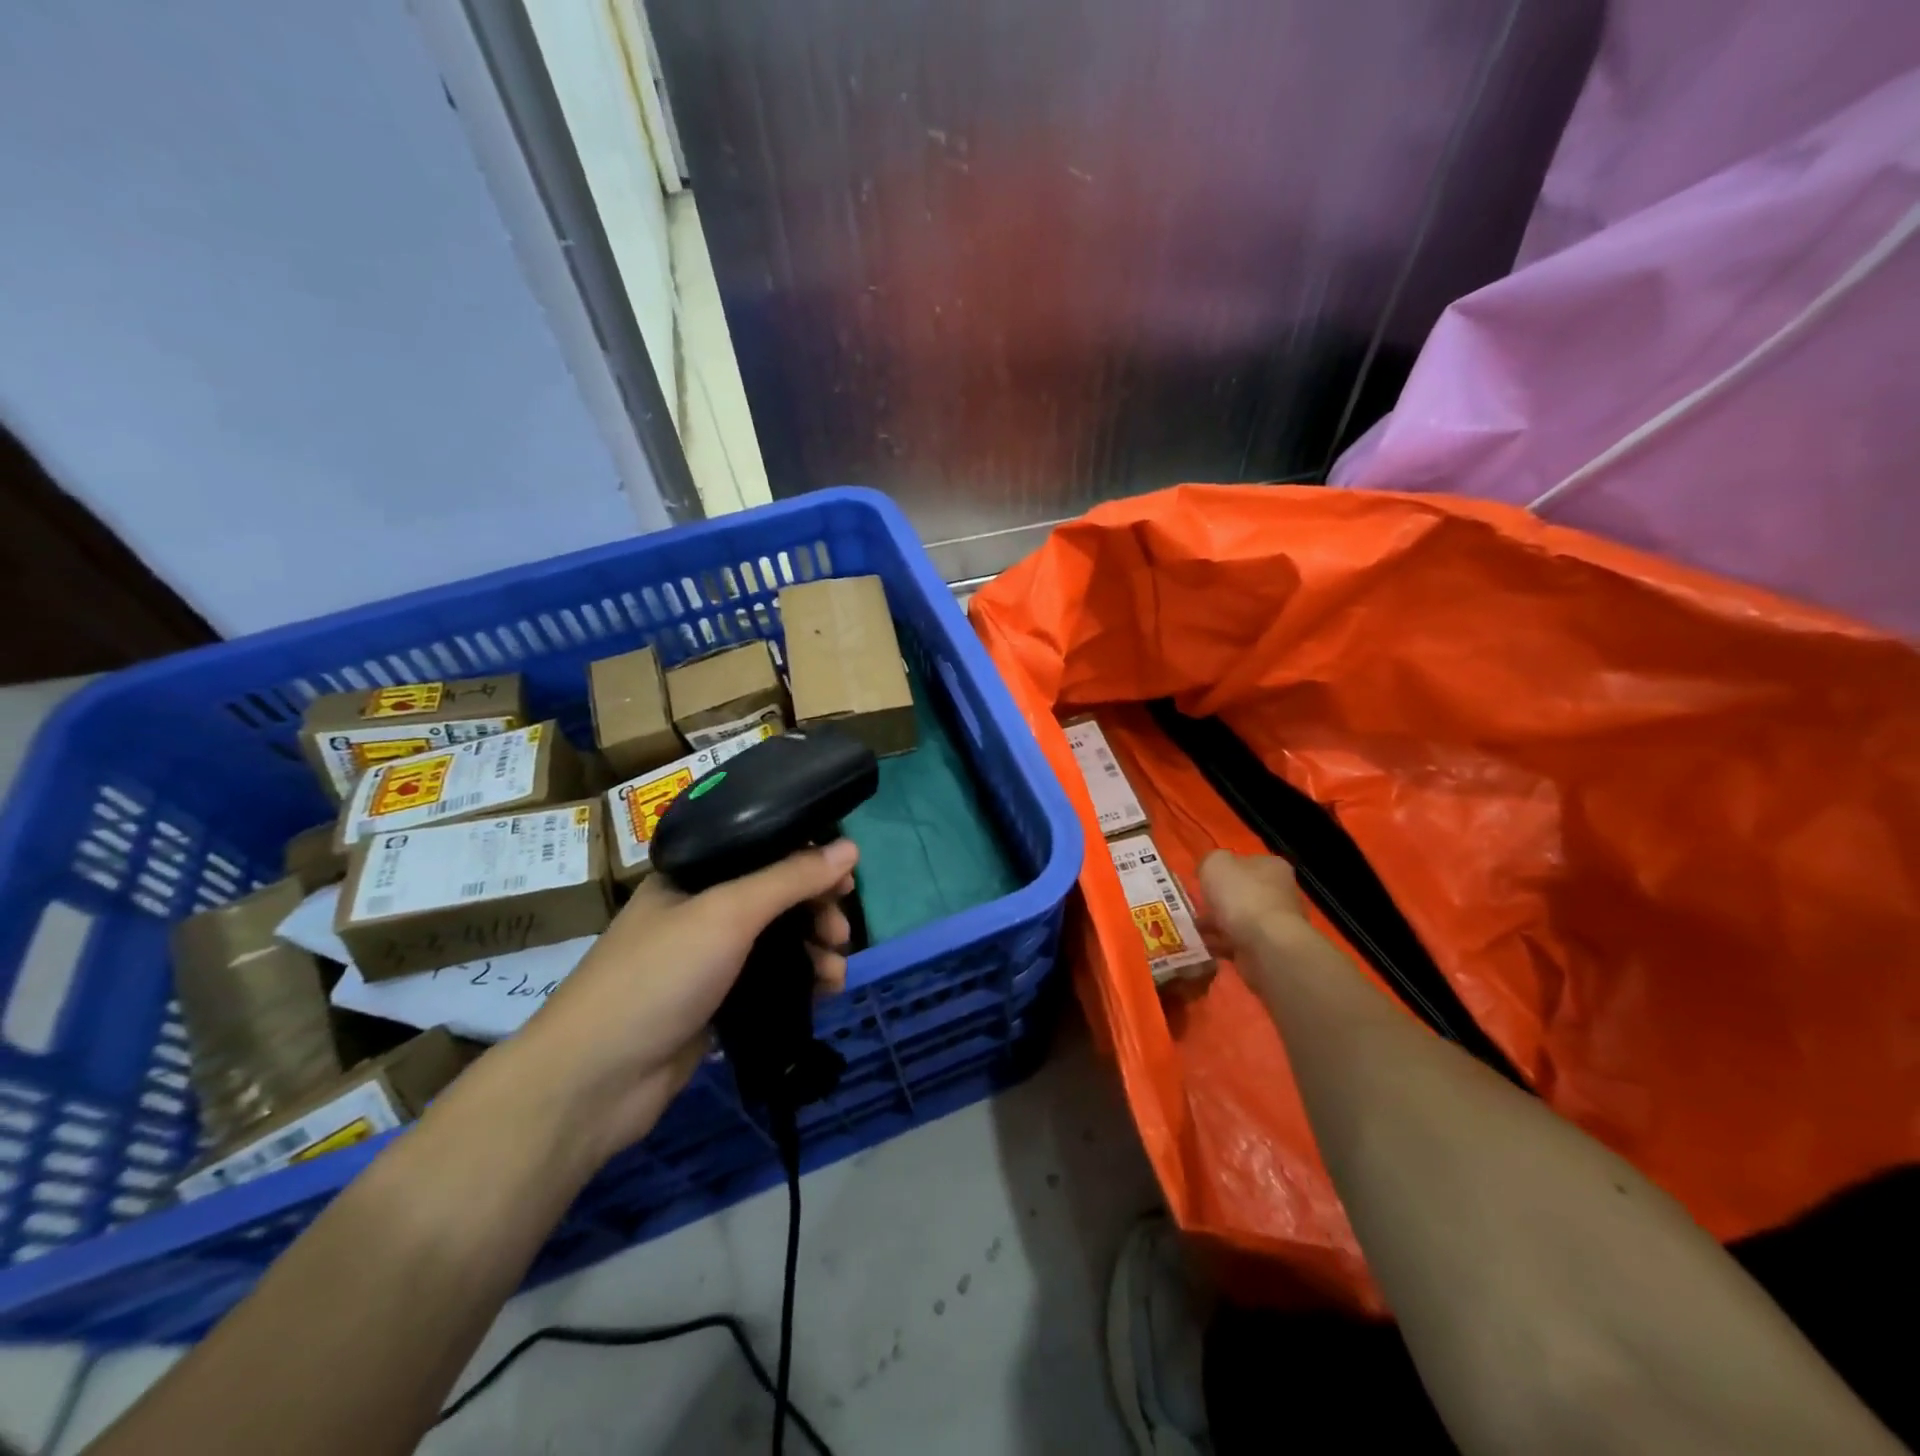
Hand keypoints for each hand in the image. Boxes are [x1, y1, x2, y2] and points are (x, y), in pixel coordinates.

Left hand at [515, 839, 859, 1161]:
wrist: (594, 1081)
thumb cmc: (659, 976)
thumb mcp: (728, 913)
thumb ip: (790, 878)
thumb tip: (850, 848)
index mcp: (693, 876)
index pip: (763, 851)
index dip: (808, 860)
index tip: (845, 880)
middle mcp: (700, 912)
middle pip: (775, 898)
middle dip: (816, 911)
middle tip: (840, 932)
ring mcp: (707, 961)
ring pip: (777, 943)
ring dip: (814, 951)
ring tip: (836, 973)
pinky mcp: (715, 1005)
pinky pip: (770, 982)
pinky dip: (800, 983)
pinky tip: (824, 994)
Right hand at [1198, 851, 1329, 965]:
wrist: (1267, 946)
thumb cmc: (1242, 897)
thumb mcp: (1215, 864)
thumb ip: (1209, 861)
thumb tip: (1208, 871)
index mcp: (1272, 867)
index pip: (1245, 862)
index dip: (1223, 870)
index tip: (1203, 880)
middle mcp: (1279, 893)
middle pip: (1241, 893)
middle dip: (1218, 901)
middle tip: (1195, 906)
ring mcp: (1275, 923)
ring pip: (1238, 920)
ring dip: (1216, 925)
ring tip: (1192, 929)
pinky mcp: (1269, 948)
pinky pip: (1237, 943)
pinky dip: (1220, 944)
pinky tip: (1202, 946)